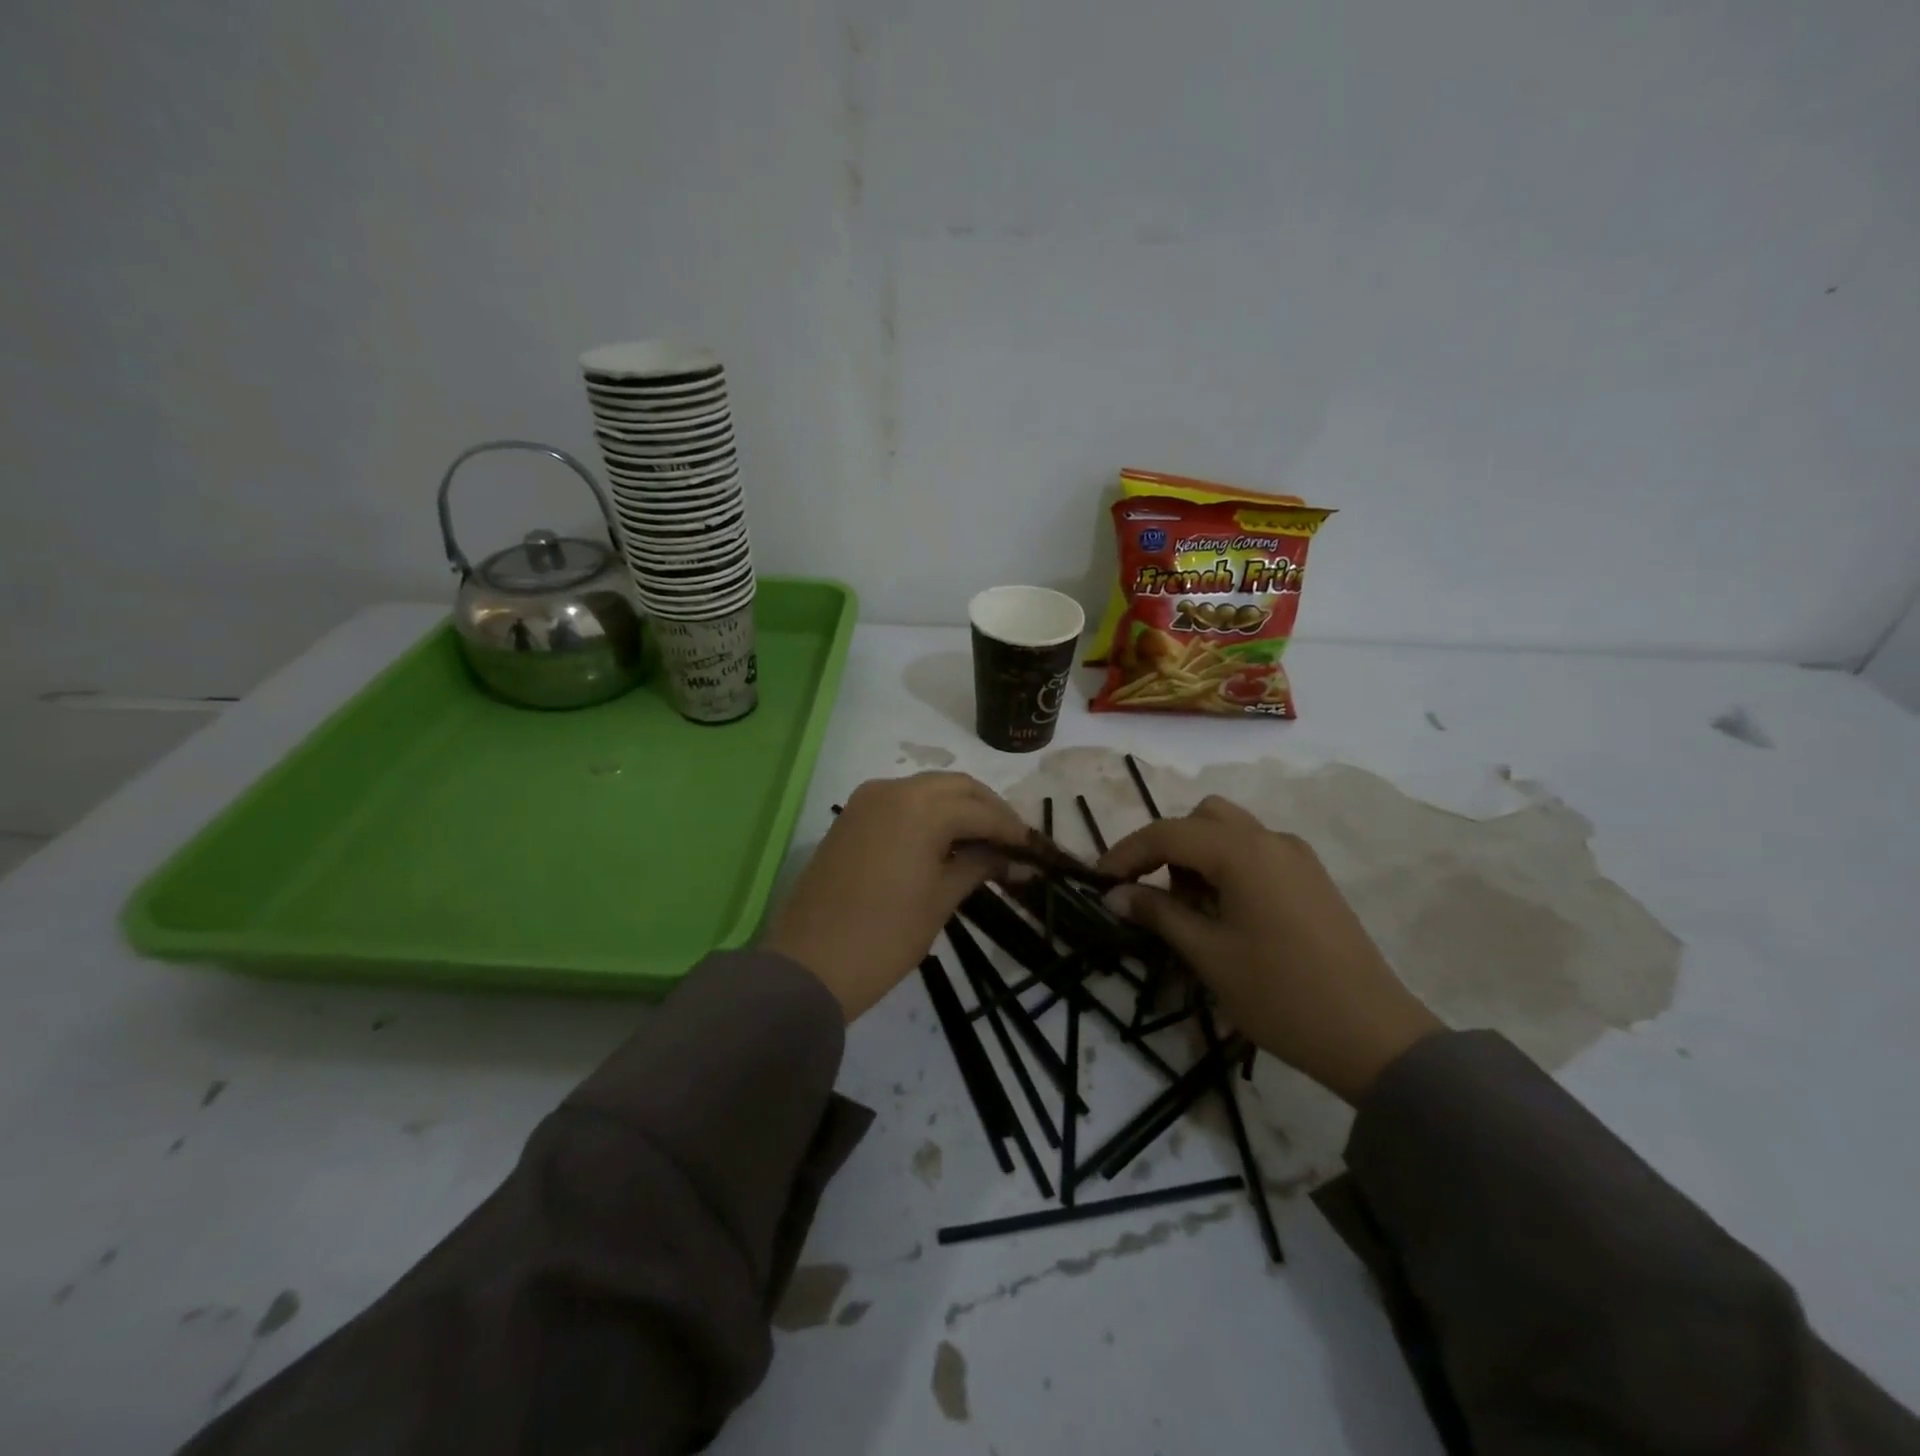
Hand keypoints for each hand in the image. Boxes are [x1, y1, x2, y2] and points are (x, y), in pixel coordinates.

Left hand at [764, 773, 1030, 1020]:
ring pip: (929, 789)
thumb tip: (1017, 861)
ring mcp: (867, 800)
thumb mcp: (941, 899)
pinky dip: (930, 813)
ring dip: (960, 808)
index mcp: (920, 807)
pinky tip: (946, 840)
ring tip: (985, 842)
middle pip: (957, 787)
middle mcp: (894, 789)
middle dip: (989, 809)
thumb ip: (980, 866)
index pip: (981, 810)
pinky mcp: (852, 816)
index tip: (1037, 850)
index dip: (1013, 830)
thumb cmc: (885, 936)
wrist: (809, 966)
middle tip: (1014, 842)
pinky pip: (903, 801)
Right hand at [1098, 795, 1442, 1102]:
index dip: (1127, 853)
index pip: (1168, 833)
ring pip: (1230, 831)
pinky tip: (1224, 912)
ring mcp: (1296, 857)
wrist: (1373, 1036)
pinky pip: (1255, 852)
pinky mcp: (1311, 878)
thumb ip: (1158, 914)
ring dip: (1196, 855)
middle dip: (1166, 847)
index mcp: (1243, 851)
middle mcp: (1271, 840)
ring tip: (1189, 909)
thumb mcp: (1208, 954)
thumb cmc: (1280, 994)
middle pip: (1201, 818)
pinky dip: (1226, 866)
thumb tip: (1115, 894)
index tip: (1099, 881)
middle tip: (1149, 892)